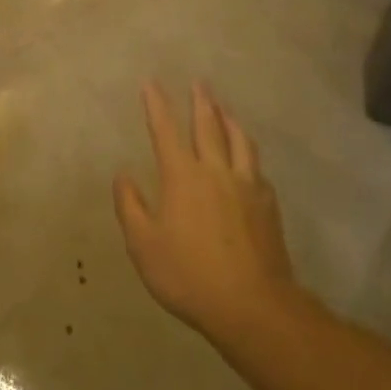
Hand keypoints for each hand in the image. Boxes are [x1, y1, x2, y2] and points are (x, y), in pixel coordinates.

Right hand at [115, 82, 297, 344]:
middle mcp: (215, 171)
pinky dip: (248, 154)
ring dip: (229, 120)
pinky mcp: (268, 206)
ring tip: (225, 109)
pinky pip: (256, 168)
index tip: (151, 83)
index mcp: (182, 176)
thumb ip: (130, 207)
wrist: (253, 306)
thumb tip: (122, 175)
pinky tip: (248, 159)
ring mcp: (246, 186)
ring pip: (239, 141)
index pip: (165, 130)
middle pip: (208, 126)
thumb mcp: (144, 245)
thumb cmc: (189, 275)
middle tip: (199, 83)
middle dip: (200, 102)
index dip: (157, 105)